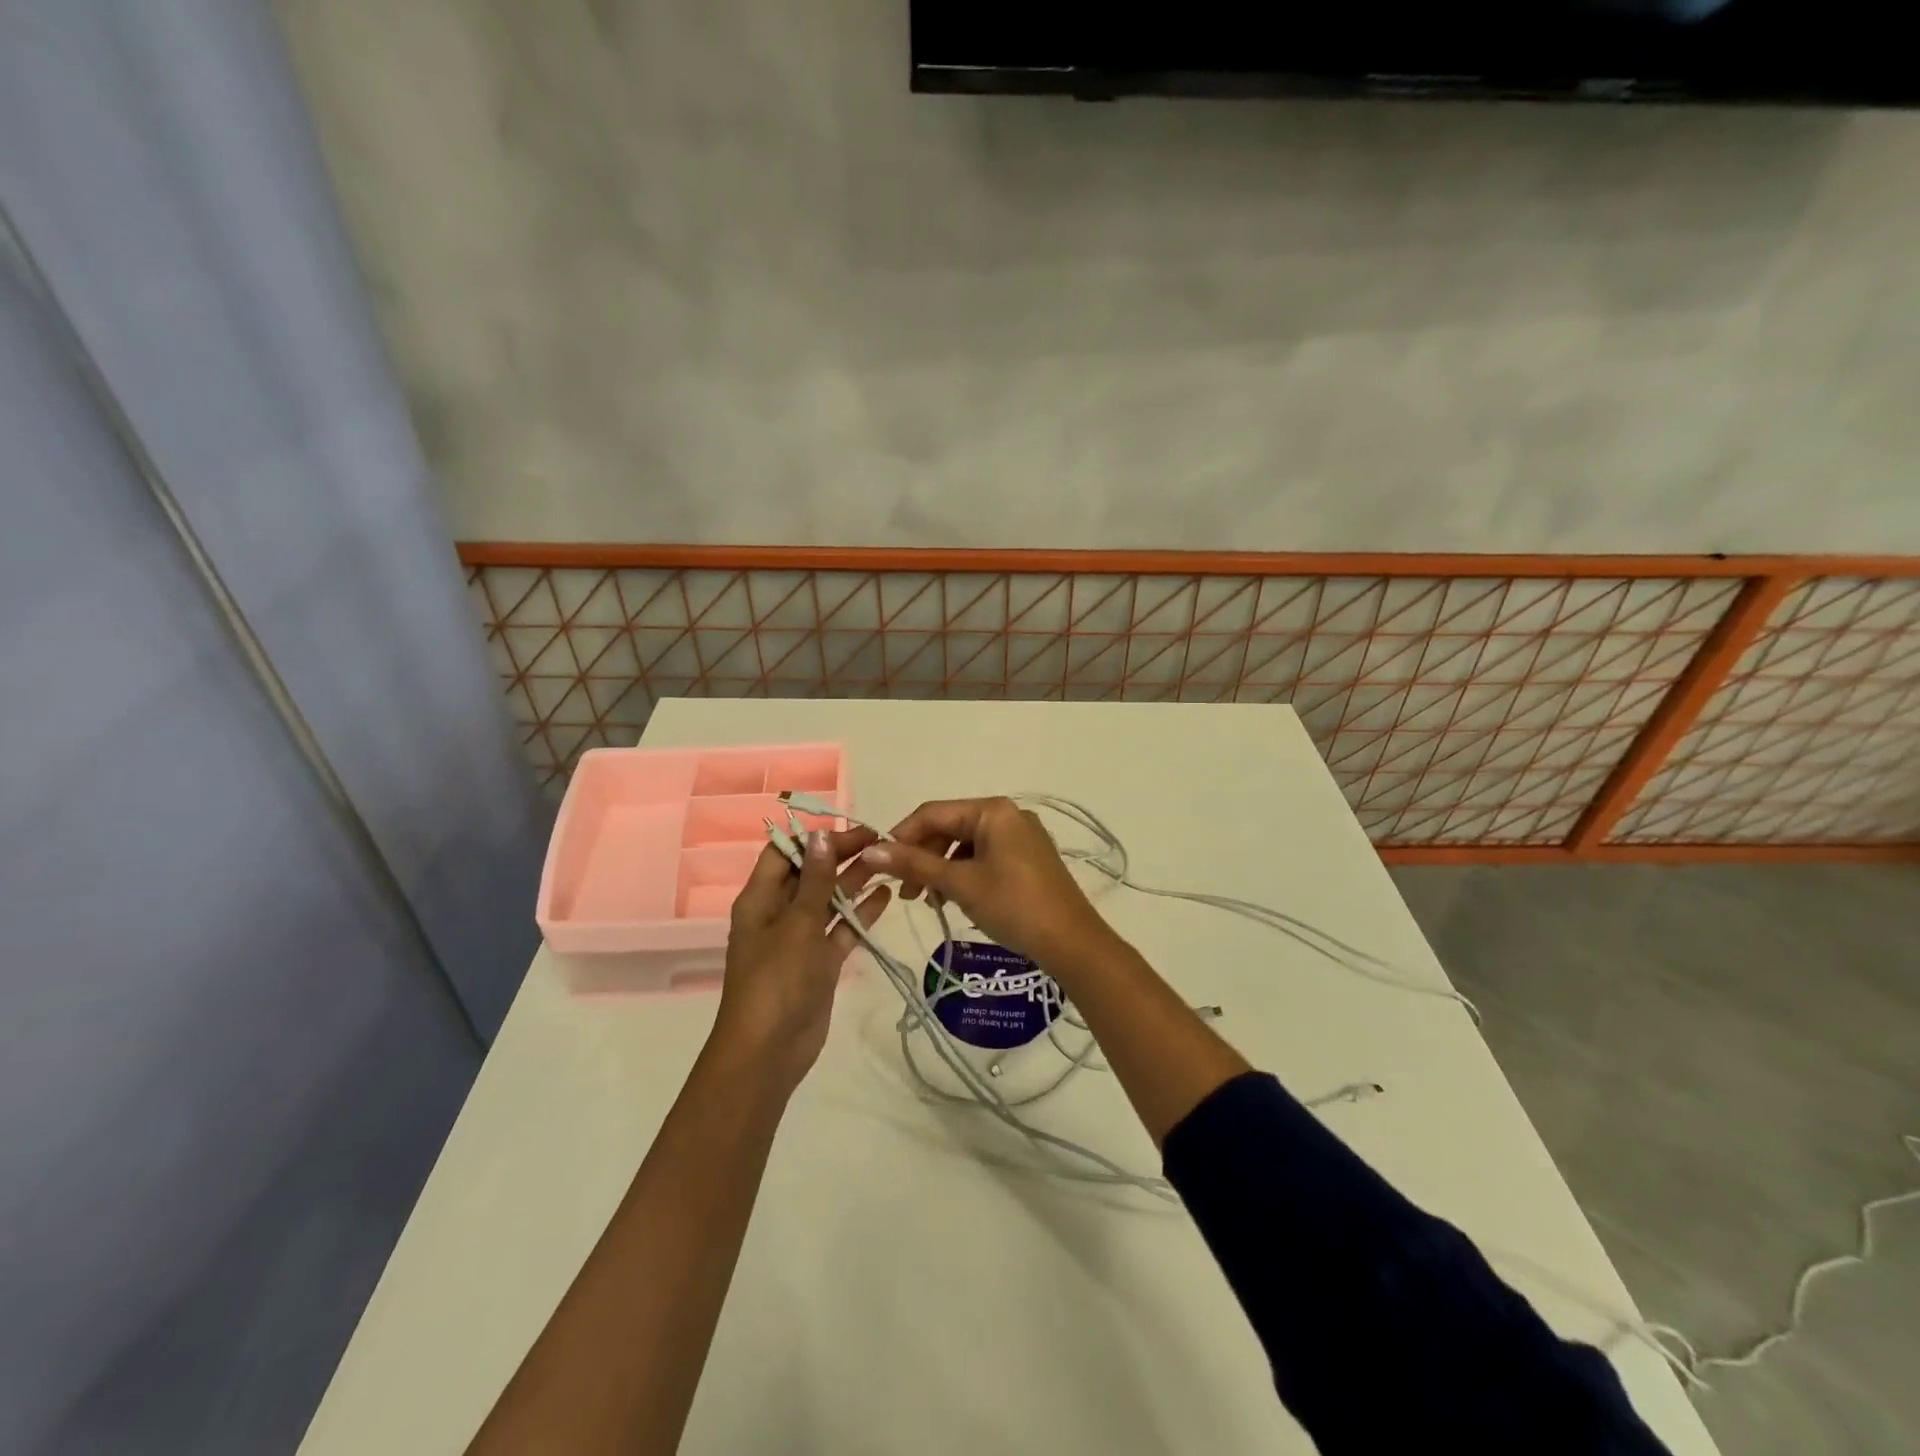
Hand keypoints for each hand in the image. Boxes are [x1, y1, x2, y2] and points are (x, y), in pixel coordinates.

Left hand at [712, 826, 891, 1094]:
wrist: (769, 1052)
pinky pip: (841, 929)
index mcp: (760, 899)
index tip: (851, 829)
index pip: (784, 853)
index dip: (815, 838)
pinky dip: (860, 914)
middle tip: (881, 840)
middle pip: (810, 873)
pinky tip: (885, 897)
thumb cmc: (776, 981)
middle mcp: (779, 913)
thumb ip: (814, 880)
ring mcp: (800, 938)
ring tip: (889, 861)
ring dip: (854, 881)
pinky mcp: (820, 962)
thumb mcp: (797, 924)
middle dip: (841, 856)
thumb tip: (821, 836)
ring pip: (829, 900)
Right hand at [859, 797, 1113, 969]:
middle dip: (923, 857)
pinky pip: (985, 858)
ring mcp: (1021, 837)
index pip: (933, 812)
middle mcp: (1008, 815)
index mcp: (993, 810)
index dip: (902, 836)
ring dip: (941, 869)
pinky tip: (955, 900)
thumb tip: (870, 850)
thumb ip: (914, 864)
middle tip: (907, 893)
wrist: (1072, 943)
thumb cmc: (1013, 905)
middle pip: (950, 828)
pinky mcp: (1028, 860)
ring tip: (929, 902)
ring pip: (966, 846)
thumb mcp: (960, 883)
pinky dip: (964, 875)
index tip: (880, 865)